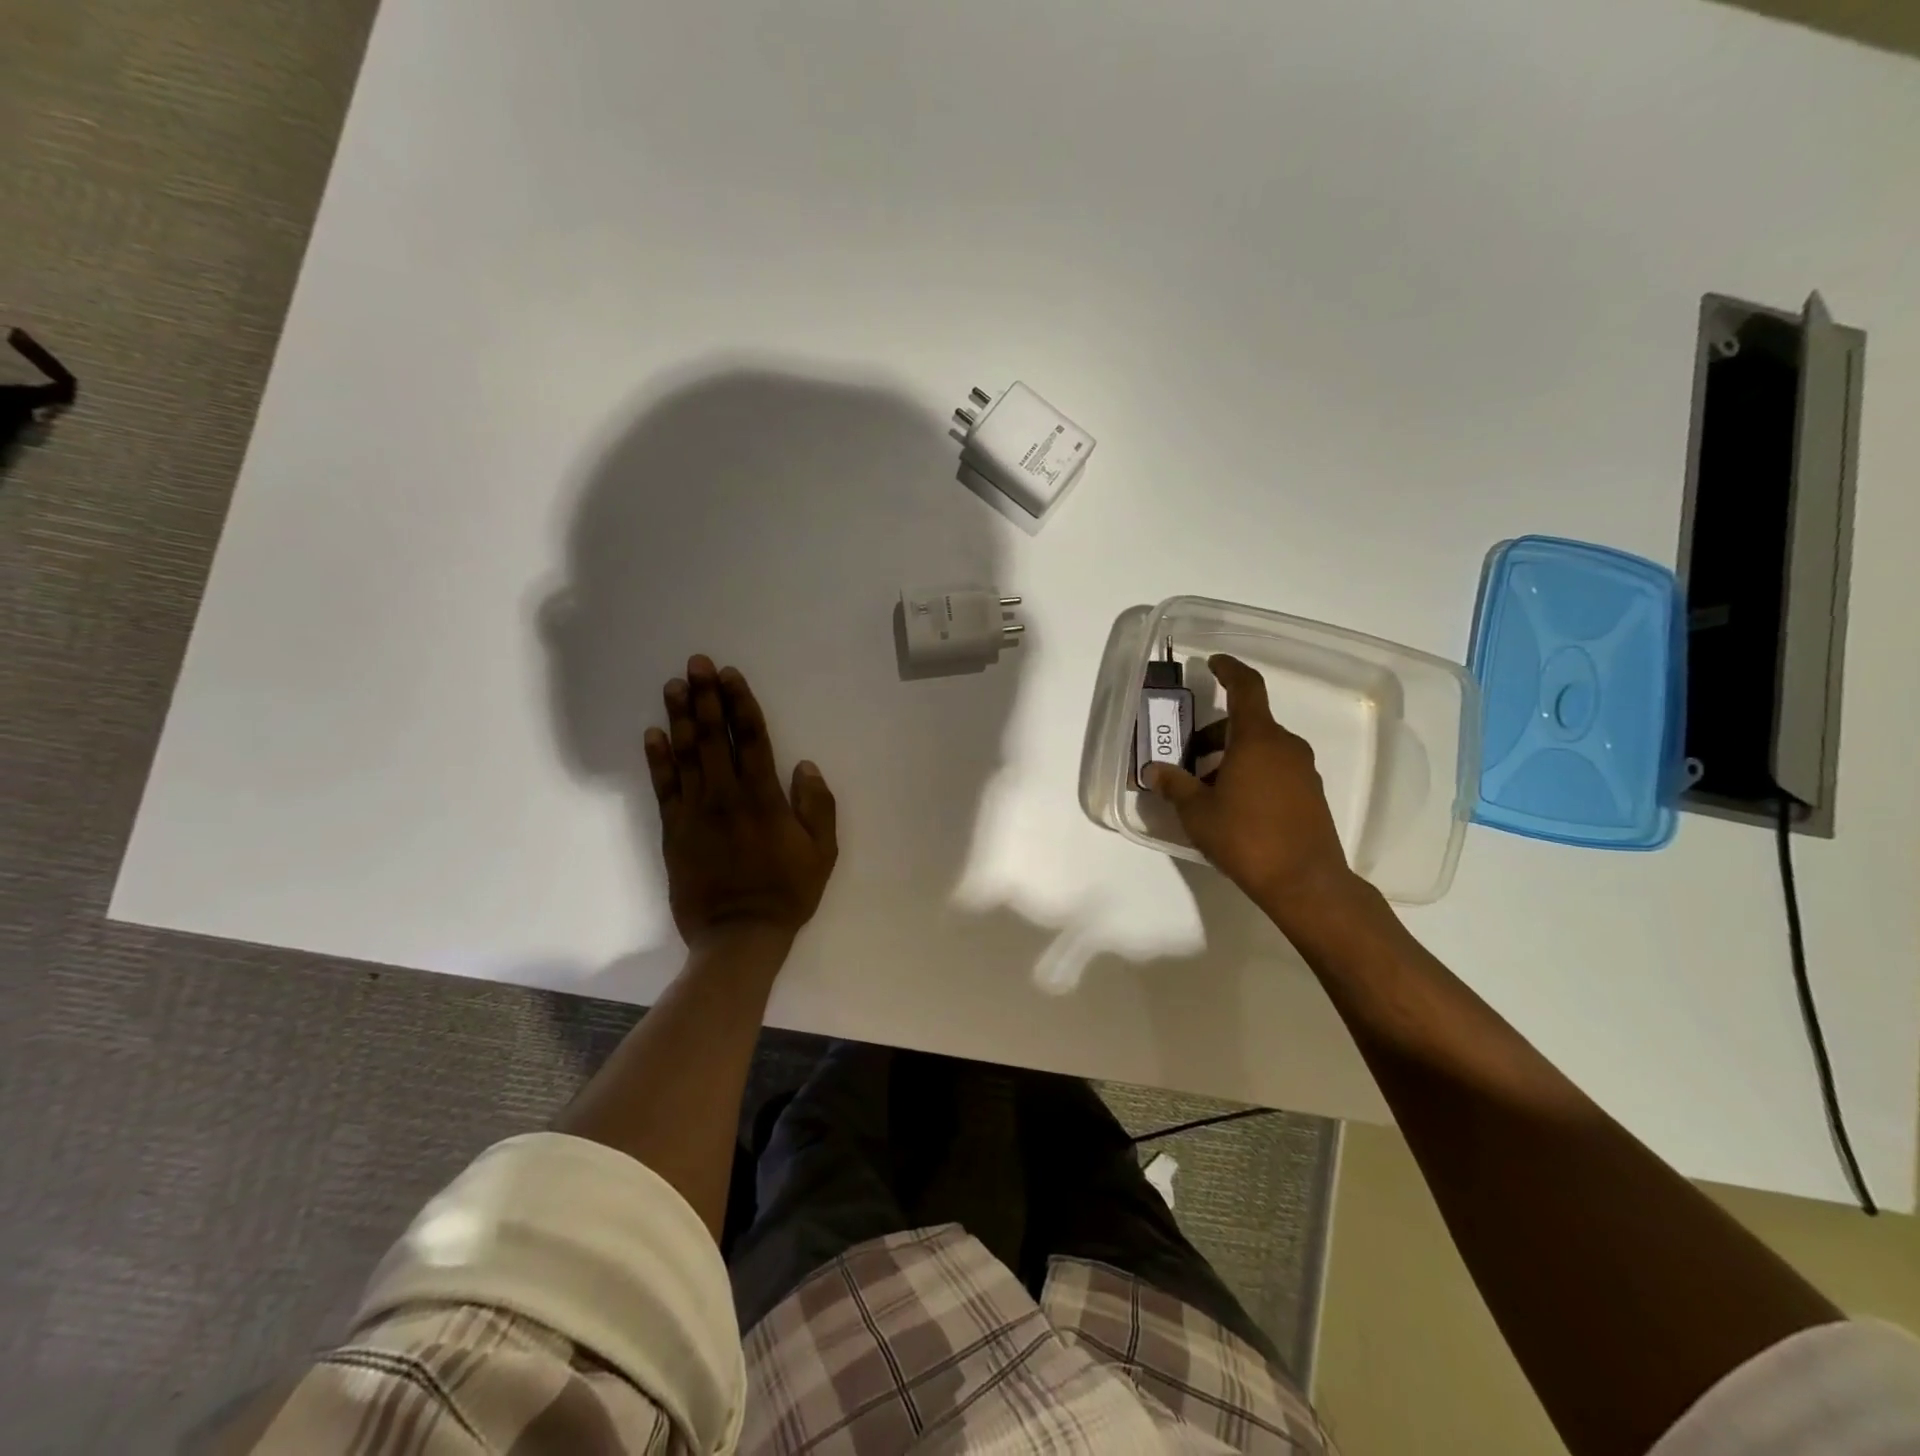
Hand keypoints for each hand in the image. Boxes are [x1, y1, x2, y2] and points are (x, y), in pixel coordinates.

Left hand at [644, 656, 838, 946]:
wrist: (739, 935)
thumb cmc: (787, 892)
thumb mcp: (822, 852)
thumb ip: (816, 806)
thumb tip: (804, 765)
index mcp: (764, 797)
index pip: (750, 739)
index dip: (740, 704)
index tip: (729, 675)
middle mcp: (726, 795)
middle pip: (713, 737)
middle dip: (705, 697)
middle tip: (695, 664)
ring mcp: (695, 811)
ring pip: (685, 755)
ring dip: (680, 717)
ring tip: (673, 685)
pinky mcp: (674, 830)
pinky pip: (664, 787)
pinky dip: (657, 759)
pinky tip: (652, 734)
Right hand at [1145, 654, 1361, 924]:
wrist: (1305, 882)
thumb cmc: (1245, 838)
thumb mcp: (1198, 812)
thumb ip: (1174, 785)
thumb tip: (1154, 770)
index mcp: (1257, 739)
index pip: (1246, 688)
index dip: (1229, 670)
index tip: (1213, 662)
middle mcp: (1285, 747)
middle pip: (1247, 723)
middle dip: (1214, 734)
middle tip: (1187, 757)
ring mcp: (1303, 770)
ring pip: (1261, 748)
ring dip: (1231, 756)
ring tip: (1204, 787)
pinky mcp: (1310, 794)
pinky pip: (1275, 768)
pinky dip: (1250, 772)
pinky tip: (1231, 803)